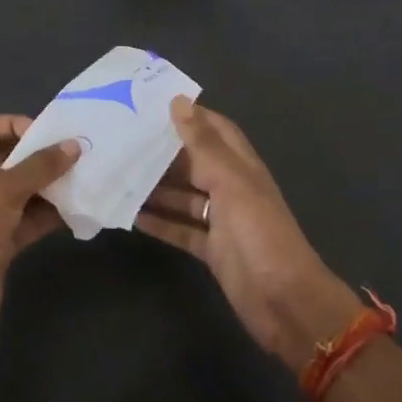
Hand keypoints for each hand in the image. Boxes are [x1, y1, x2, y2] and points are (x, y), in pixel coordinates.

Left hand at [0, 115, 80, 348]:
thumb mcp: (3, 192)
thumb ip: (39, 167)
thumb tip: (74, 146)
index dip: (13, 124)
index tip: (46, 133)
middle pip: (6, 159)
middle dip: (38, 156)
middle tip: (74, 154)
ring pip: (21, 191)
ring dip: (49, 185)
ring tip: (83, 177)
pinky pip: (28, 220)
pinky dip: (49, 214)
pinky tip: (76, 209)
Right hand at [137, 98, 360, 369]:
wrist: (285, 301)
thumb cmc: (260, 234)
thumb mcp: (231, 183)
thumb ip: (204, 144)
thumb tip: (179, 101)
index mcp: (241, 166)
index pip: (214, 130)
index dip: (189, 116)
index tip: (150, 106)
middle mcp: (231, 188)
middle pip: (194, 163)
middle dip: (163, 153)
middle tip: (121, 141)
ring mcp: (222, 221)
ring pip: (183, 196)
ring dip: (155, 188)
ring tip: (117, 175)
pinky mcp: (212, 250)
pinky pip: (181, 229)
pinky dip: (160, 222)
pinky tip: (130, 216)